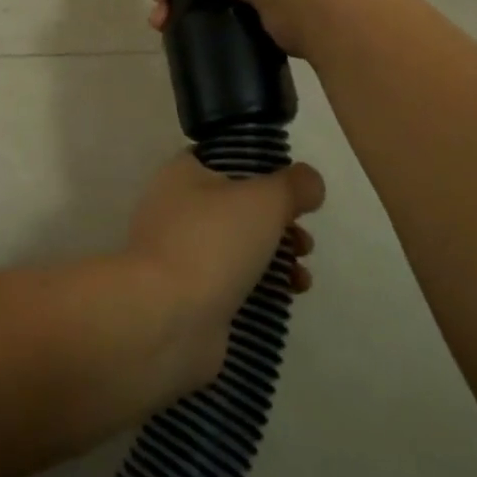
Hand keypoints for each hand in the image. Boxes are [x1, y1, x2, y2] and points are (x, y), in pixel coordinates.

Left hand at [120, 152, 324, 395]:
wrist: (167, 317)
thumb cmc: (211, 242)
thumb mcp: (263, 200)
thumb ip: (293, 185)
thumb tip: (309, 181)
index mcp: (182, 173)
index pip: (224, 159)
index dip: (262, 169)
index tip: (293, 188)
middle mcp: (176, 208)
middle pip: (238, 205)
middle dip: (279, 220)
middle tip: (304, 237)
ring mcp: (180, 253)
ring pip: (238, 245)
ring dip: (277, 255)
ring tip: (302, 275)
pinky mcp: (190, 293)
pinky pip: (232, 280)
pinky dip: (262, 284)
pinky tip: (288, 294)